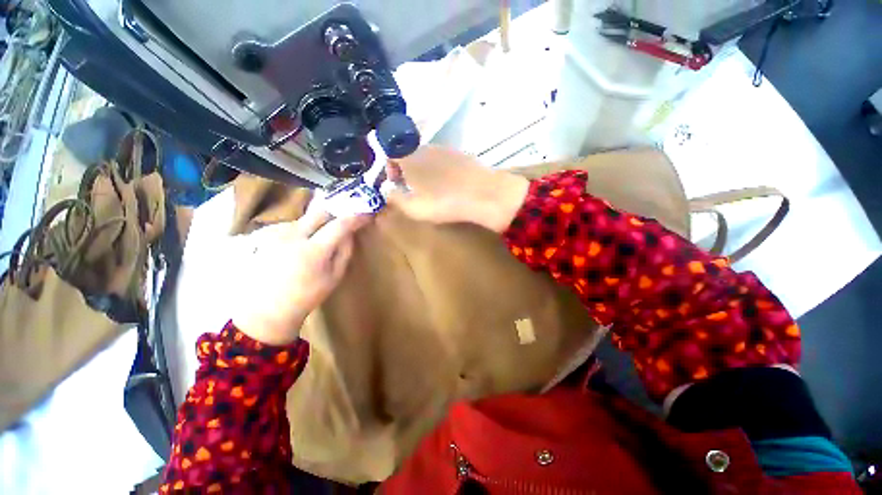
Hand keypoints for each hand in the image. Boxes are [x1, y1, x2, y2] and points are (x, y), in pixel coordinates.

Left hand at [229, 206, 369, 345]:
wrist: (267, 309)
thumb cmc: (307, 296)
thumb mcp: (334, 277)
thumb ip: (345, 252)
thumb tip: (350, 233)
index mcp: (313, 251)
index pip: (339, 225)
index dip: (356, 217)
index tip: (367, 215)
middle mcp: (293, 236)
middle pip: (320, 211)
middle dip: (337, 210)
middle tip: (347, 215)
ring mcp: (278, 234)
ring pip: (306, 217)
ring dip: (320, 221)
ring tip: (325, 232)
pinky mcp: (268, 236)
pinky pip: (294, 224)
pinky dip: (305, 228)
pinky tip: (305, 241)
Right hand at [386, 145, 529, 232]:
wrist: (487, 195)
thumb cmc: (446, 203)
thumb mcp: (414, 208)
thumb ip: (395, 199)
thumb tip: (388, 191)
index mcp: (412, 157)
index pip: (391, 151)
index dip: (389, 166)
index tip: (395, 183)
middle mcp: (428, 148)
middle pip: (410, 154)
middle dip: (407, 171)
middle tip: (412, 190)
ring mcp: (448, 150)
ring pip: (428, 158)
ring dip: (424, 172)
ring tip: (431, 191)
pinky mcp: (463, 156)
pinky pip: (444, 162)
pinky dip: (440, 172)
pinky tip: (449, 187)